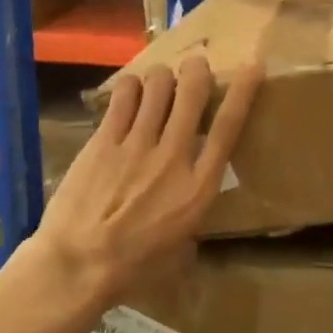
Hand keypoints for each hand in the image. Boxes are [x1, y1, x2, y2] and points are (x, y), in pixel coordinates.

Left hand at [35, 55, 261, 310]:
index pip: (228, 127)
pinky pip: (122, 97)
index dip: (243, 92)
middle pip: (191, 94)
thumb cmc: (133, 267)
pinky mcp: (104, 141)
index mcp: (198, 187)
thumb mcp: (179, 250)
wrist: (79, 264)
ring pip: (157, 87)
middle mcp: (173, 156)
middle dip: (197, 71)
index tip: (253, 67)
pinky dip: (130, 87)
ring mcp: (136, 145)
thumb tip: (189, 217)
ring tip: (159, 81)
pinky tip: (130, 90)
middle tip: (195, 65)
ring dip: (162, 77)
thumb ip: (190, 222)